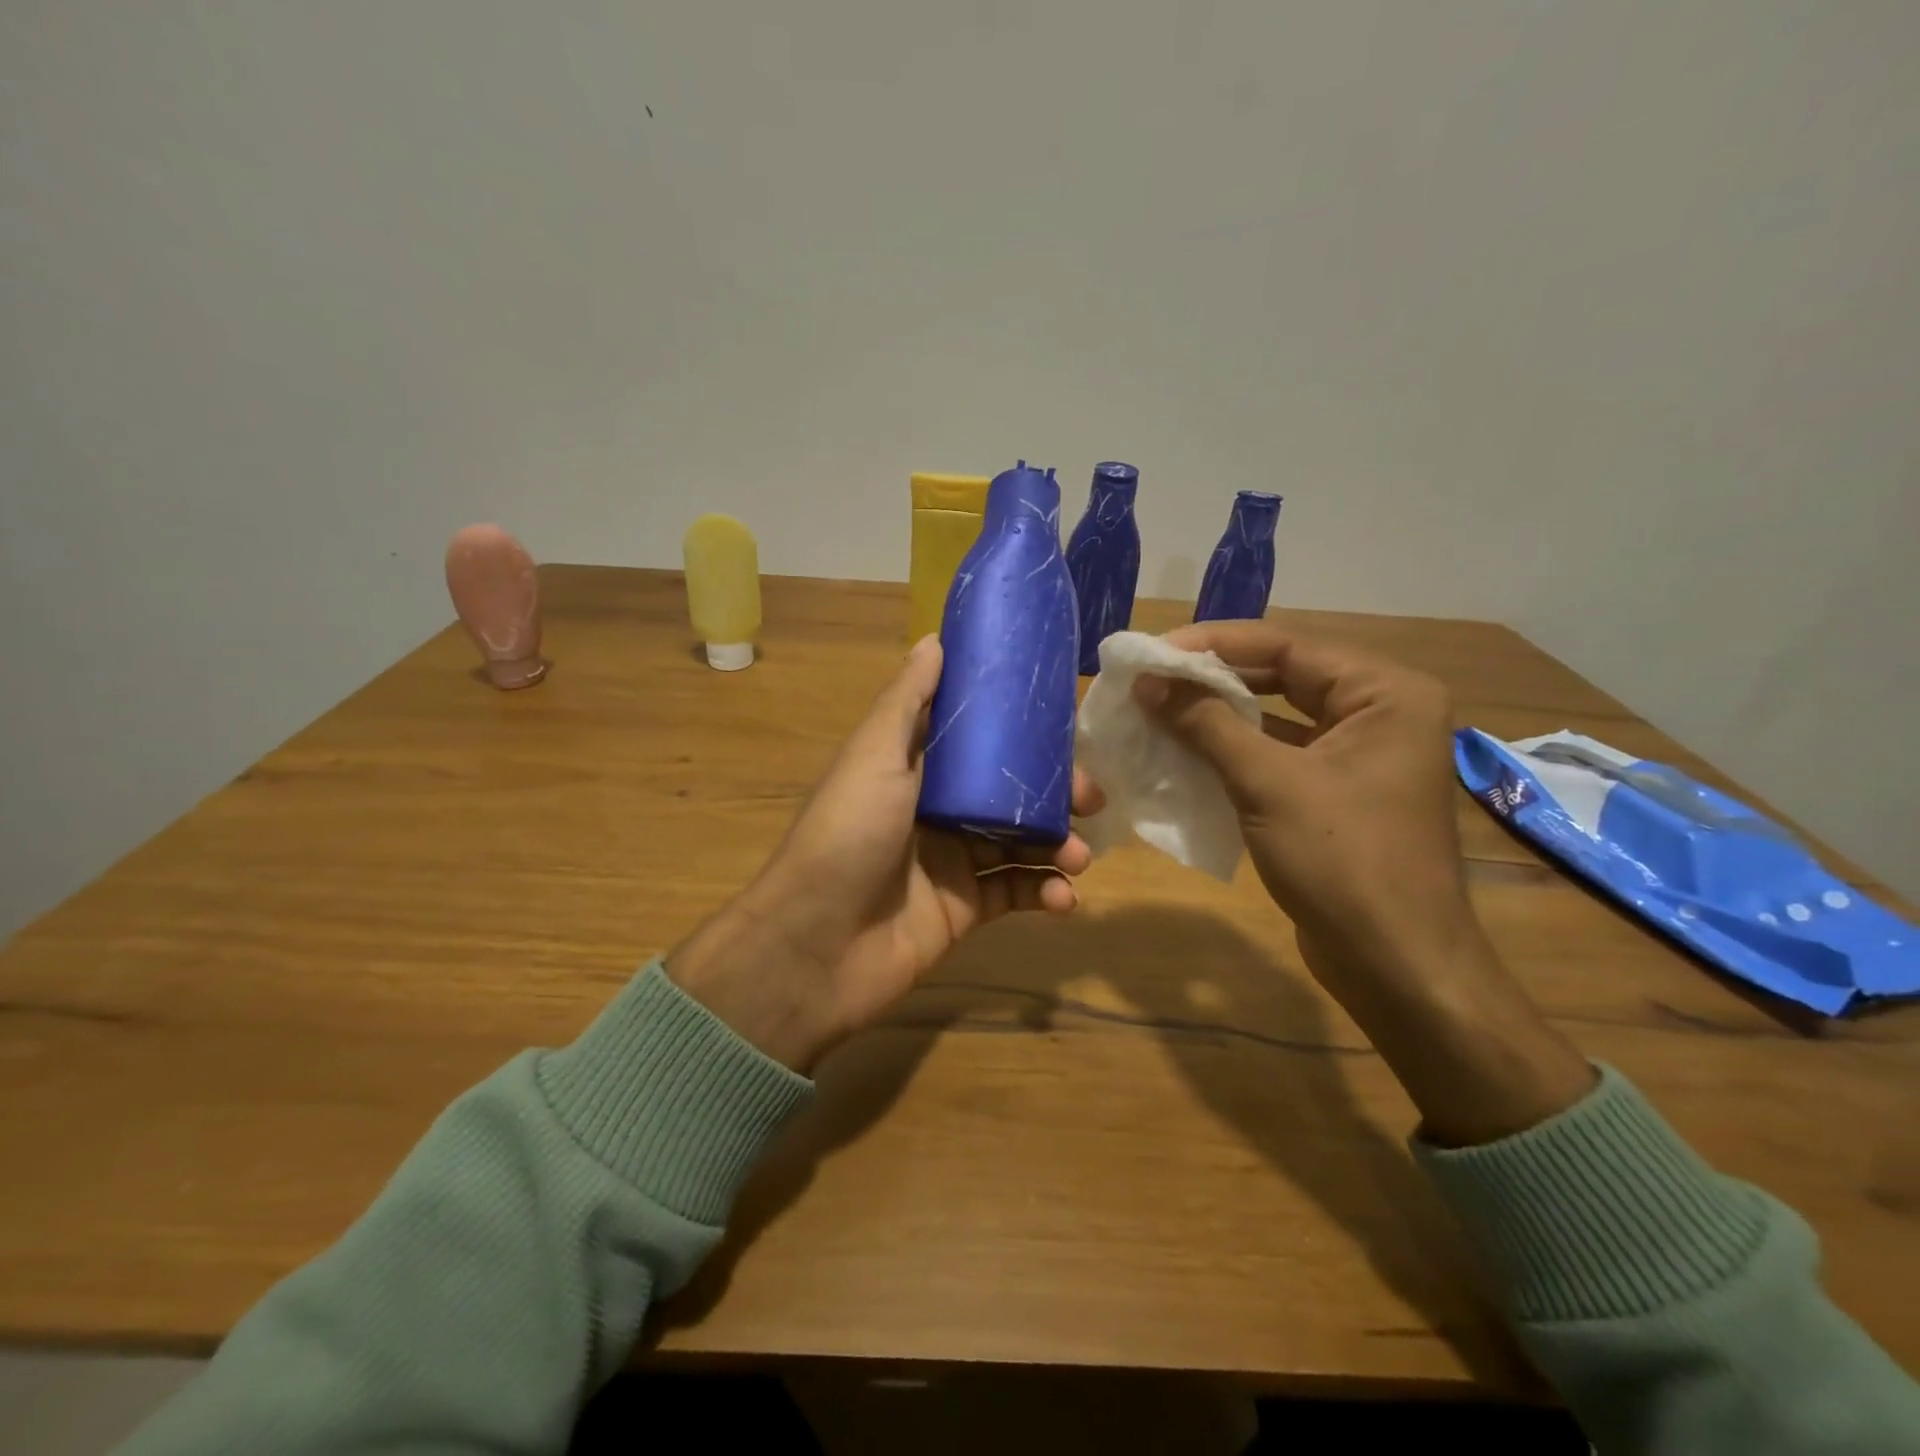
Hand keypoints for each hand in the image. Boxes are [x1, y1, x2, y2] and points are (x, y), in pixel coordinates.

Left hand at [669, 636, 1095, 1070]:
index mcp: (914, 769)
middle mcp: (935, 811)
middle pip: (1008, 793)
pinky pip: (1014, 893)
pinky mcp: (963, 911)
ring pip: (1019, 843)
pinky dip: (1044, 893)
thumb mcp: (874, 756)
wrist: (814, 946)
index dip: (1021, 732)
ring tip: (1079, 856)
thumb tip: (935, 639)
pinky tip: (1062, 898)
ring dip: (1057, 845)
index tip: (1066, 727)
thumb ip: (907, 702)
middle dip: (1053, 794)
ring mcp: (951, 862)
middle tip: (1090, 800)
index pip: (979, 741)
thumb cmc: (846, 837)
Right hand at [1135, 619, 1477, 988]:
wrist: (1395, 966)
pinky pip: (1278, 754)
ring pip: (1276, 716)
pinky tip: (1184, 750)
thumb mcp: (1268, 784)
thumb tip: (1149, 683)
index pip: (1286, 646)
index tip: (1152, 652)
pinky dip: (1233, 750)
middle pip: (1281, 675)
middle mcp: (1379, 711)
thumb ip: (1207, 724)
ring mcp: (1359, 754)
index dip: (1213, 644)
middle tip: (1149, 679)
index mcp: (1385, 693)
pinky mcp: (1337, 791)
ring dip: (1217, 714)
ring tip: (1157, 708)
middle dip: (1212, 678)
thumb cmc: (1343, 863)